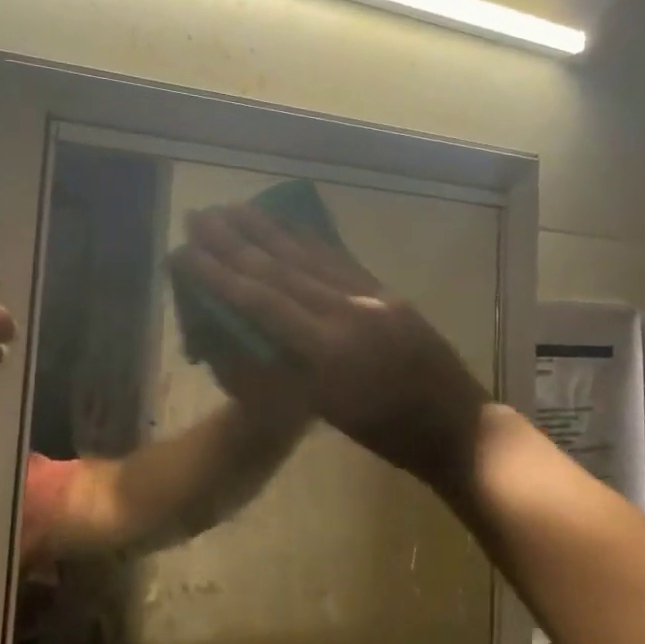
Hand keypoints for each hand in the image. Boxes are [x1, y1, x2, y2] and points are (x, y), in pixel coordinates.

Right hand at [183, 205, 488, 492]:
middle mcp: (346, 311)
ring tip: (233, 208)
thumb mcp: (325, 412)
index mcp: (328, 350)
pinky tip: (287, 224)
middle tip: (199, 215)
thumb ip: (279, 370)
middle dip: (235, 241)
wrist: (457, 427)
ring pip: (307, 256)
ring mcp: (369, 295)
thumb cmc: (386, 434)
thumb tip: (233, 333)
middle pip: (279, 269)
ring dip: (266, 230)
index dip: (220, 275)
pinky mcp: (384, 290)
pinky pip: (338, 258)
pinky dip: (307, 239)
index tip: (187, 251)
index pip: (262, 302)